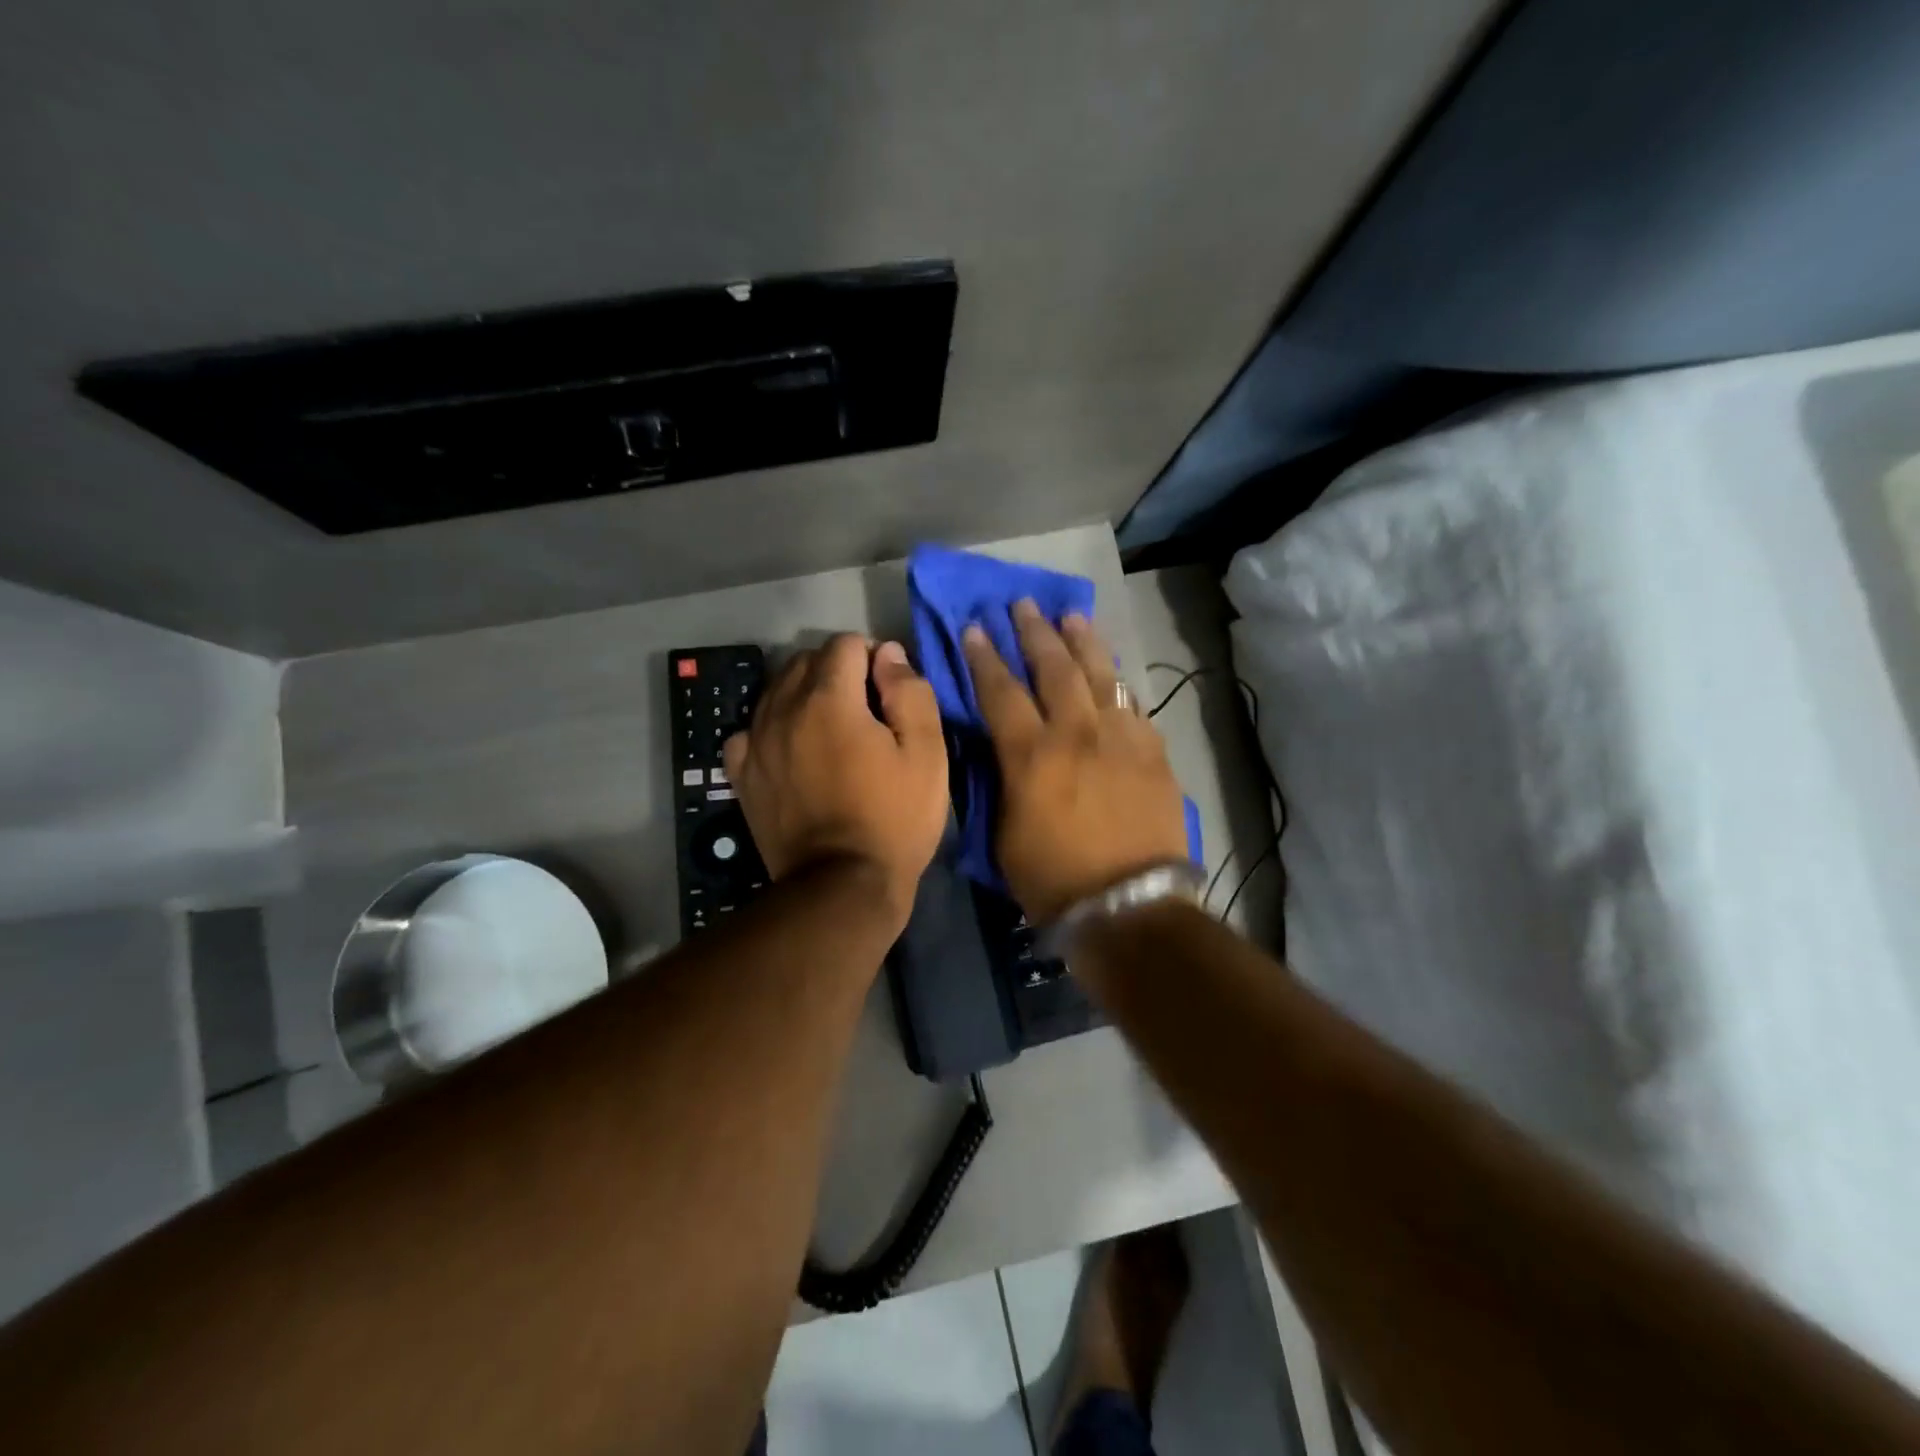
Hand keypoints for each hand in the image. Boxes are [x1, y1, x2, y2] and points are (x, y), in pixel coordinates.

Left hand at [724, 635, 947, 930]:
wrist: (842, 886)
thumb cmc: (894, 819)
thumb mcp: (926, 753)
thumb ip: (909, 692)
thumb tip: (887, 653)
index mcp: (830, 699)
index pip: (844, 644)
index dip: (872, 656)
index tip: (889, 689)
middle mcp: (783, 710)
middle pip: (805, 661)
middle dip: (838, 671)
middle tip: (866, 709)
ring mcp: (756, 743)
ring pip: (776, 691)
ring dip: (804, 695)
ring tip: (831, 730)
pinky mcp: (742, 775)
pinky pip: (749, 731)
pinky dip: (771, 729)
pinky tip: (791, 750)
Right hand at [963, 601, 1187, 921]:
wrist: (1129, 905)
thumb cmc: (1054, 879)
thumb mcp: (1005, 832)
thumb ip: (1004, 781)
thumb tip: (1005, 751)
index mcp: (1032, 754)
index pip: (1001, 691)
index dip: (985, 657)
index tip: (975, 628)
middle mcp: (1076, 733)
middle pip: (1053, 668)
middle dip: (1034, 632)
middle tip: (1022, 604)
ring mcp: (1120, 738)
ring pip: (1100, 675)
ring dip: (1082, 642)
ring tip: (1070, 616)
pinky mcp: (1153, 752)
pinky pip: (1133, 706)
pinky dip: (1118, 686)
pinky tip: (1114, 675)